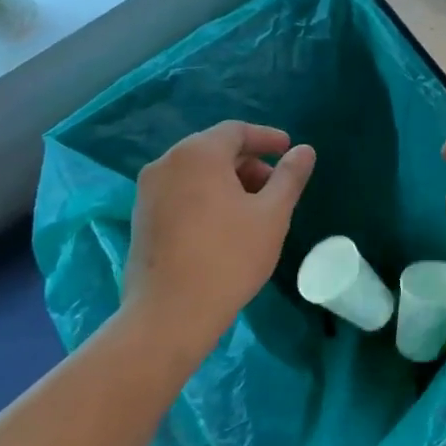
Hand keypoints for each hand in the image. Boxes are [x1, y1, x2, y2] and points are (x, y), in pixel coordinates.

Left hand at [122, 122, 314, 342]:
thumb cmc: (229, 257)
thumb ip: (290, 176)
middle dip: (249, 163)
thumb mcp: (272, 214)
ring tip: (254, 210)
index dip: (267, 138)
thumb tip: (304, 150)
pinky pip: (181, 192)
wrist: (169, 314)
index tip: (289, 150)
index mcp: (198, 154)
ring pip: (196, 173)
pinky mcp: (141, 218)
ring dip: (229, 181)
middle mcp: (167, 163)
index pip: (236, 131)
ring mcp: (147, 191)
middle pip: (214, 150)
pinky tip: (225, 226)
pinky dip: (206, 197)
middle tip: (276, 187)